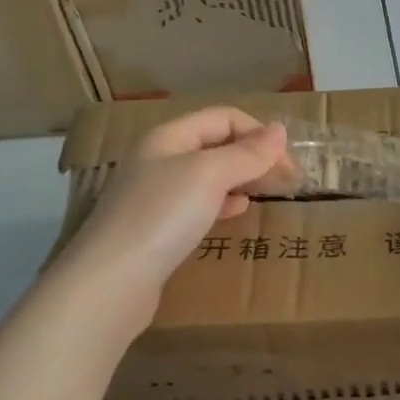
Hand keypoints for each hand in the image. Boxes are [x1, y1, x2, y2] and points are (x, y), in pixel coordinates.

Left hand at [62, 107, 291, 333]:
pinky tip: (236, 212)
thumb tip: (279, 130)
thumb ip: (247, 153)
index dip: (259, 133)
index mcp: (169, 137)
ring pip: (208, 176)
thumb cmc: (162, 216)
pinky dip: (223, 203)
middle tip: (286, 180)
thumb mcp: (209, 175)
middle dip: (253, 156)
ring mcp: (154, 196)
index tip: (288, 164)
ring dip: (240, 179)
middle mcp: (159, 159)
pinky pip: (197, 204)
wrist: (110, 282)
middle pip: (215, 145)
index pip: (224, 118)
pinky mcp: (156, 228)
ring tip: (265, 193)